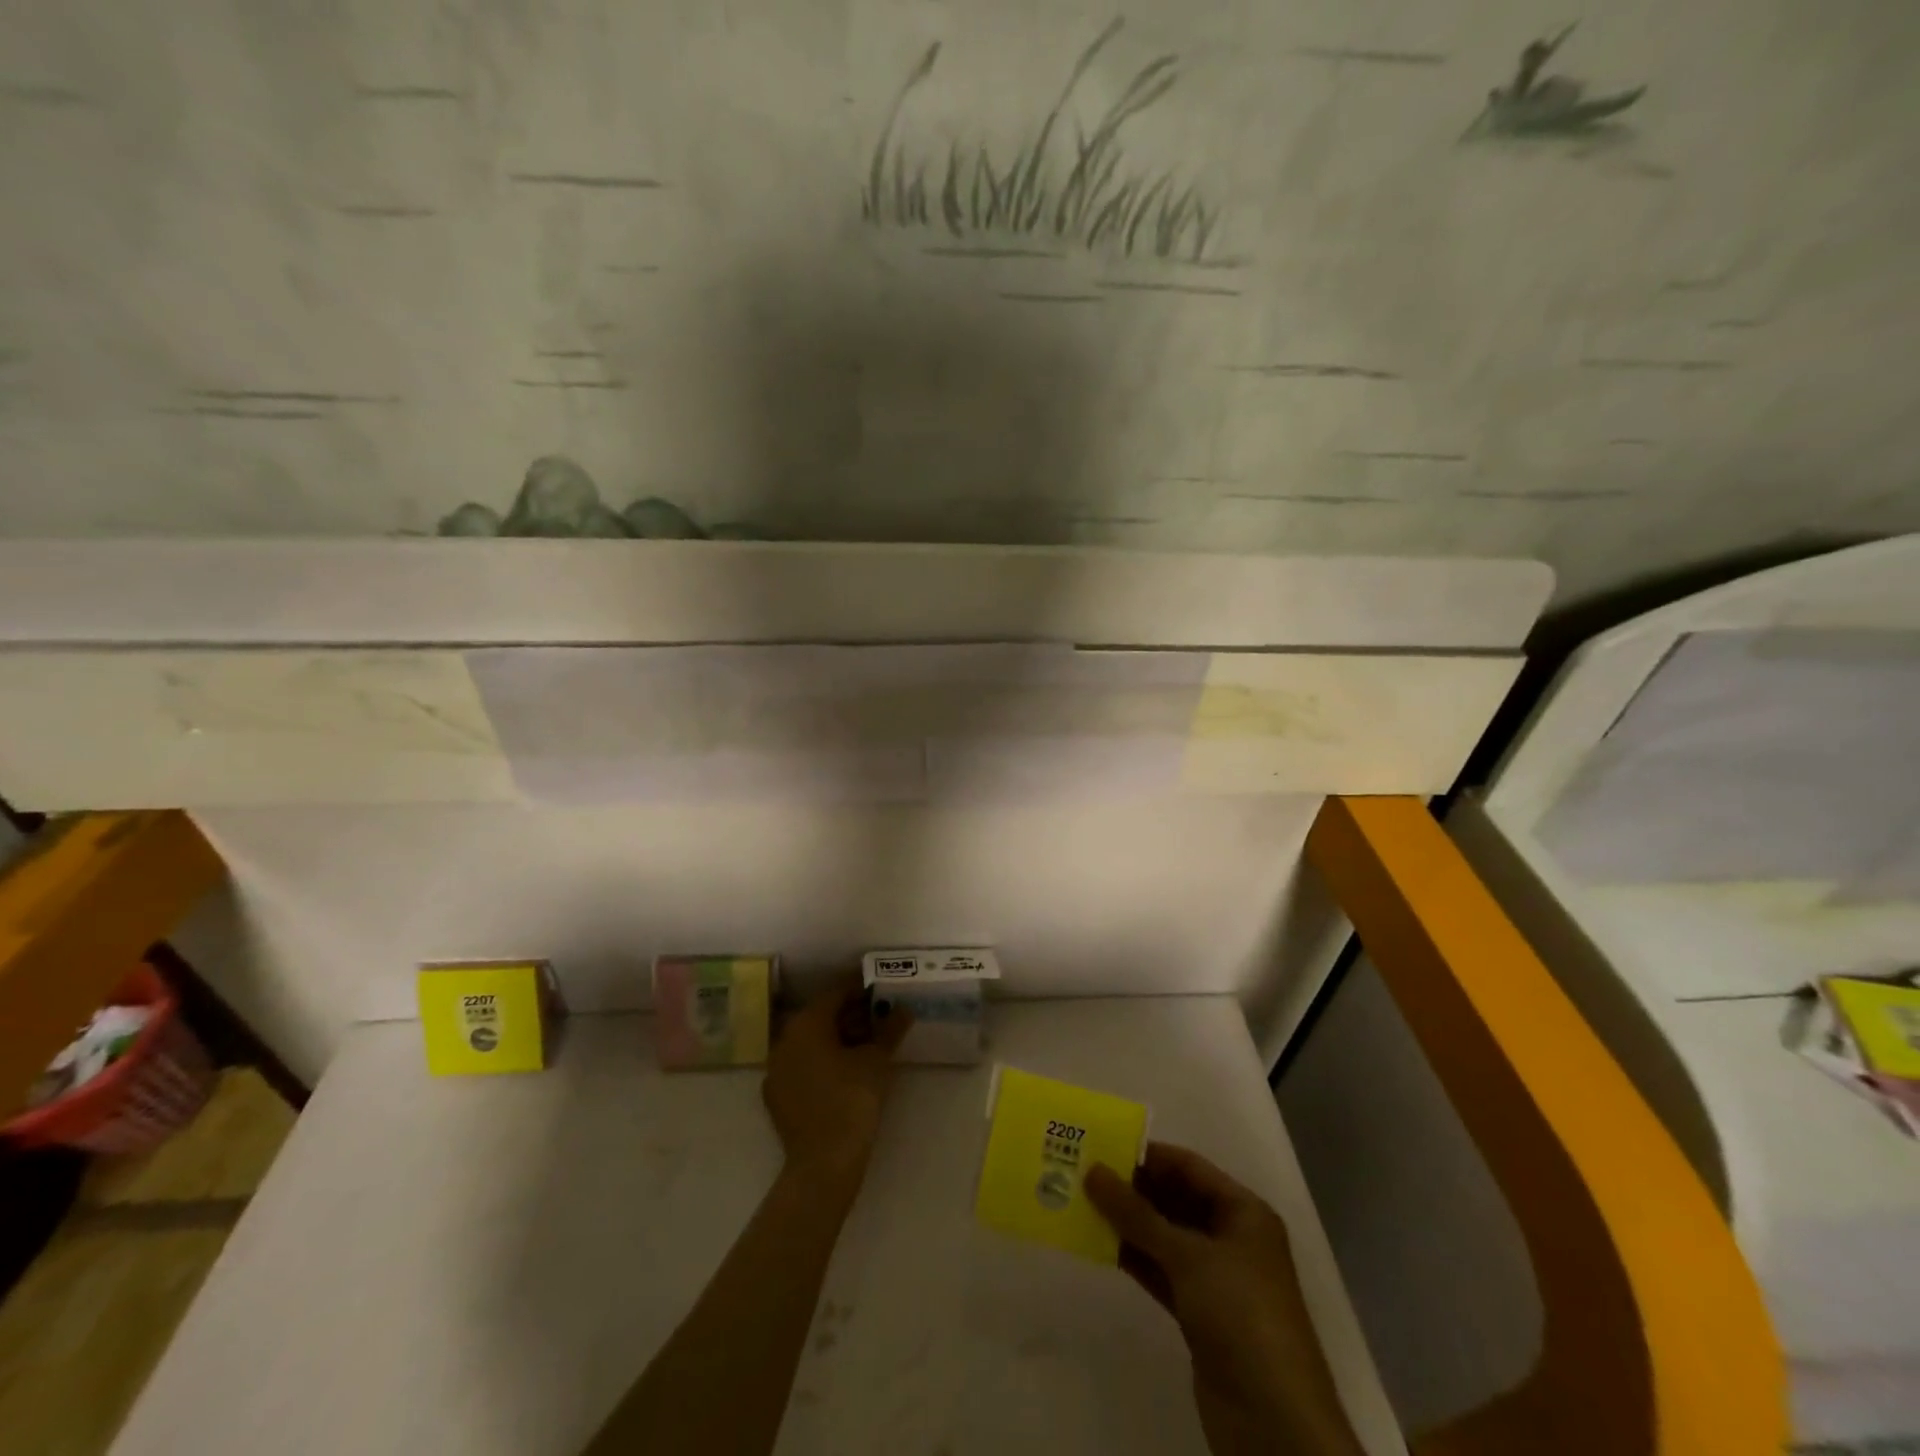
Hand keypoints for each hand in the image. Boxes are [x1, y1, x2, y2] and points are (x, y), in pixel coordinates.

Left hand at [762, 980, 911, 1193]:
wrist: (824, 1163)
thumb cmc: (852, 1099)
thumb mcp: (877, 1060)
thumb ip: (890, 1029)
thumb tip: (903, 1010)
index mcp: (806, 1023)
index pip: (835, 994)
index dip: (860, 989)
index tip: (880, 990)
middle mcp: (784, 1040)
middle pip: (821, 1017)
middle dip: (850, 1015)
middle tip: (878, 1018)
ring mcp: (776, 1069)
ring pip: (810, 1042)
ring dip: (836, 1038)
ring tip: (866, 1046)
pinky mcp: (776, 1096)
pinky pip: (802, 1066)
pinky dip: (822, 1062)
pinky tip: (844, 1073)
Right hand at [1085, 1144, 1363, 1455]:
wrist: (1275, 1422)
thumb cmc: (1241, 1315)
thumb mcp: (1188, 1256)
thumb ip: (1137, 1214)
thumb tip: (1093, 1171)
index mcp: (1244, 1212)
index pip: (1190, 1167)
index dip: (1148, 1155)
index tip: (1102, 1146)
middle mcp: (1232, 1239)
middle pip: (1176, 1200)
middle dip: (1133, 1188)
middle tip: (1084, 1173)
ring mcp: (1216, 1279)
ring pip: (1166, 1237)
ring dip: (1129, 1224)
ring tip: (1082, 1204)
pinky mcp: (1200, 1315)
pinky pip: (1162, 1272)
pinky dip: (1135, 1258)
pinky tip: (1100, 1245)